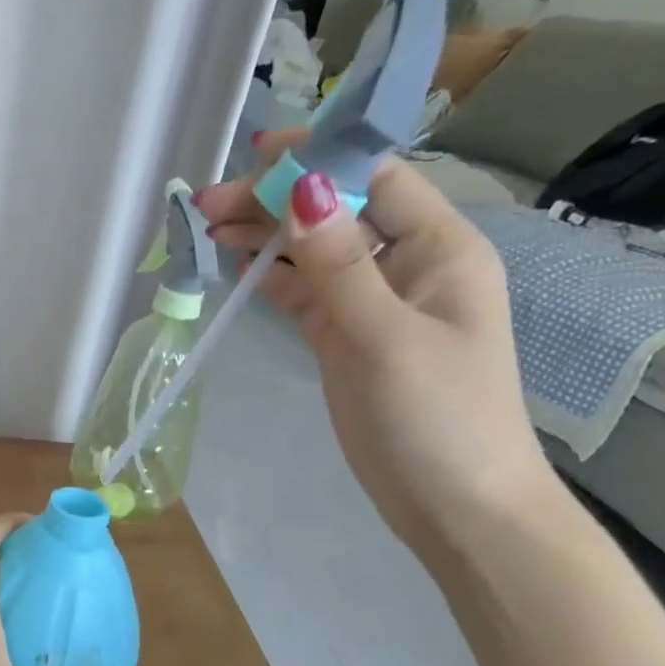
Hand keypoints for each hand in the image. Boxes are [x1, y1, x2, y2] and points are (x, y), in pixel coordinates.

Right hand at [196, 128, 555, 559]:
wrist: (458, 508)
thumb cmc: (438, 421)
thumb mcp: (387, 339)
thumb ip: (340, 267)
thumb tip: (303, 189)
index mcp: (440, 250)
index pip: (374, 179)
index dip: (317, 159)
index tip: (254, 156)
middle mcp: (407, 267)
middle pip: (335, 213)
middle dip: (275, 202)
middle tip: (206, 206)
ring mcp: (374, 306)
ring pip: (314, 253)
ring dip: (266, 237)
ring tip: (208, 230)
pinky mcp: (348, 341)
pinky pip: (306, 294)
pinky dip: (272, 278)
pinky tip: (237, 266)